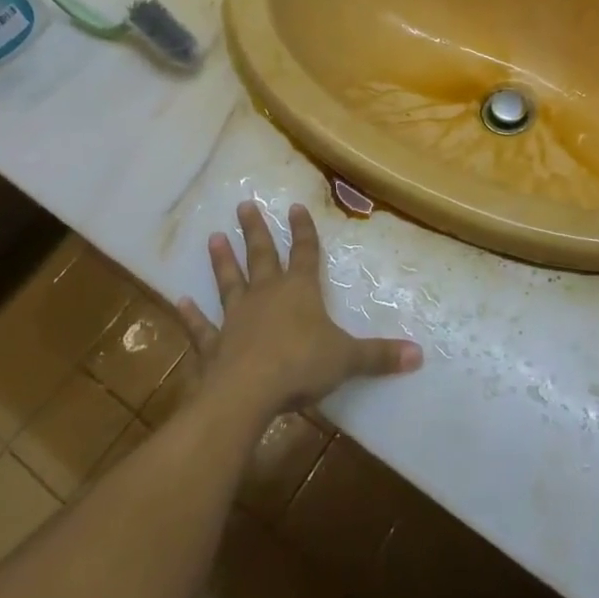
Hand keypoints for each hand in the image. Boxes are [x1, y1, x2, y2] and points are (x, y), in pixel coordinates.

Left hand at [175, 201, 421, 418]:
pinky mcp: (214, 344)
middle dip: (256, 231)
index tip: (294, 205)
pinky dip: (191, 315)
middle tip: (244, 205)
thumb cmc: (301, 365)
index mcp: (299, 291)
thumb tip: (420, 354)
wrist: (247, 392)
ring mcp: (236, 317)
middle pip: (262, 256)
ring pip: (229, 281)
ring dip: (222, 260)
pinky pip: (202, 326)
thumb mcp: (348, 359)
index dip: (303, 230)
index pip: (305, 253)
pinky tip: (178, 301)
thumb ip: (380, 356)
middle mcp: (266, 295)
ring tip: (213, 237)